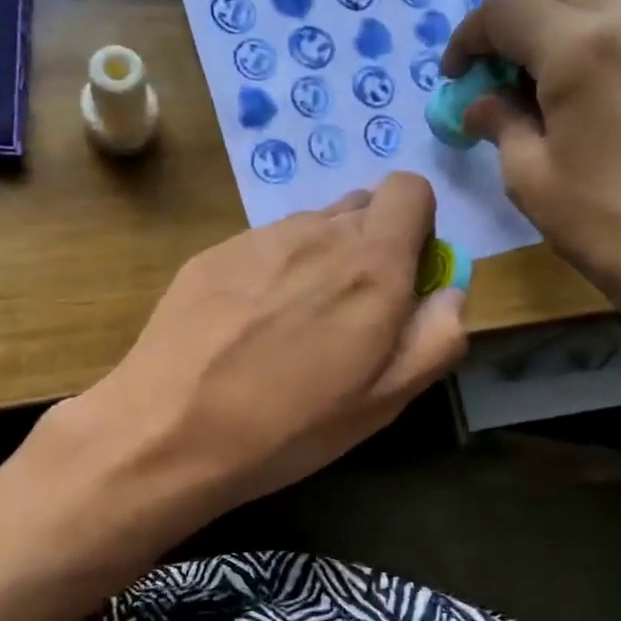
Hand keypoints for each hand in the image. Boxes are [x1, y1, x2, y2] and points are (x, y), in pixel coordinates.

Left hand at [64, 174, 467, 516]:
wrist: (170, 430)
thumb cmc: (290, 427)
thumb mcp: (384, 402)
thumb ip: (436, 337)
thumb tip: (450, 292)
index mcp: (371, 264)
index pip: (410, 189)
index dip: (416, 226)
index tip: (403, 275)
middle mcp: (317, 233)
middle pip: (360, 209)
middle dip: (369, 247)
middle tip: (347, 313)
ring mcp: (258, 238)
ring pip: (310, 228)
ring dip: (318, 260)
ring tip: (290, 326)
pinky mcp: (212, 253)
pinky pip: (262, 247)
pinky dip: (271, 272)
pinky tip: (245, 326)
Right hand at [444, 0, 620, 313]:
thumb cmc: (600, 220)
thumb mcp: (528, 176)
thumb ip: (499, 120)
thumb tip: (478, 102)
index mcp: (579, 50)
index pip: (506, 9)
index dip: (469, 37)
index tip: (455, 75)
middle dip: (510, 19)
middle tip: (494, 72)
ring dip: (551, 20)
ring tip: (534, 75)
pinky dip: (589, 29)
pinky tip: (577, 78)